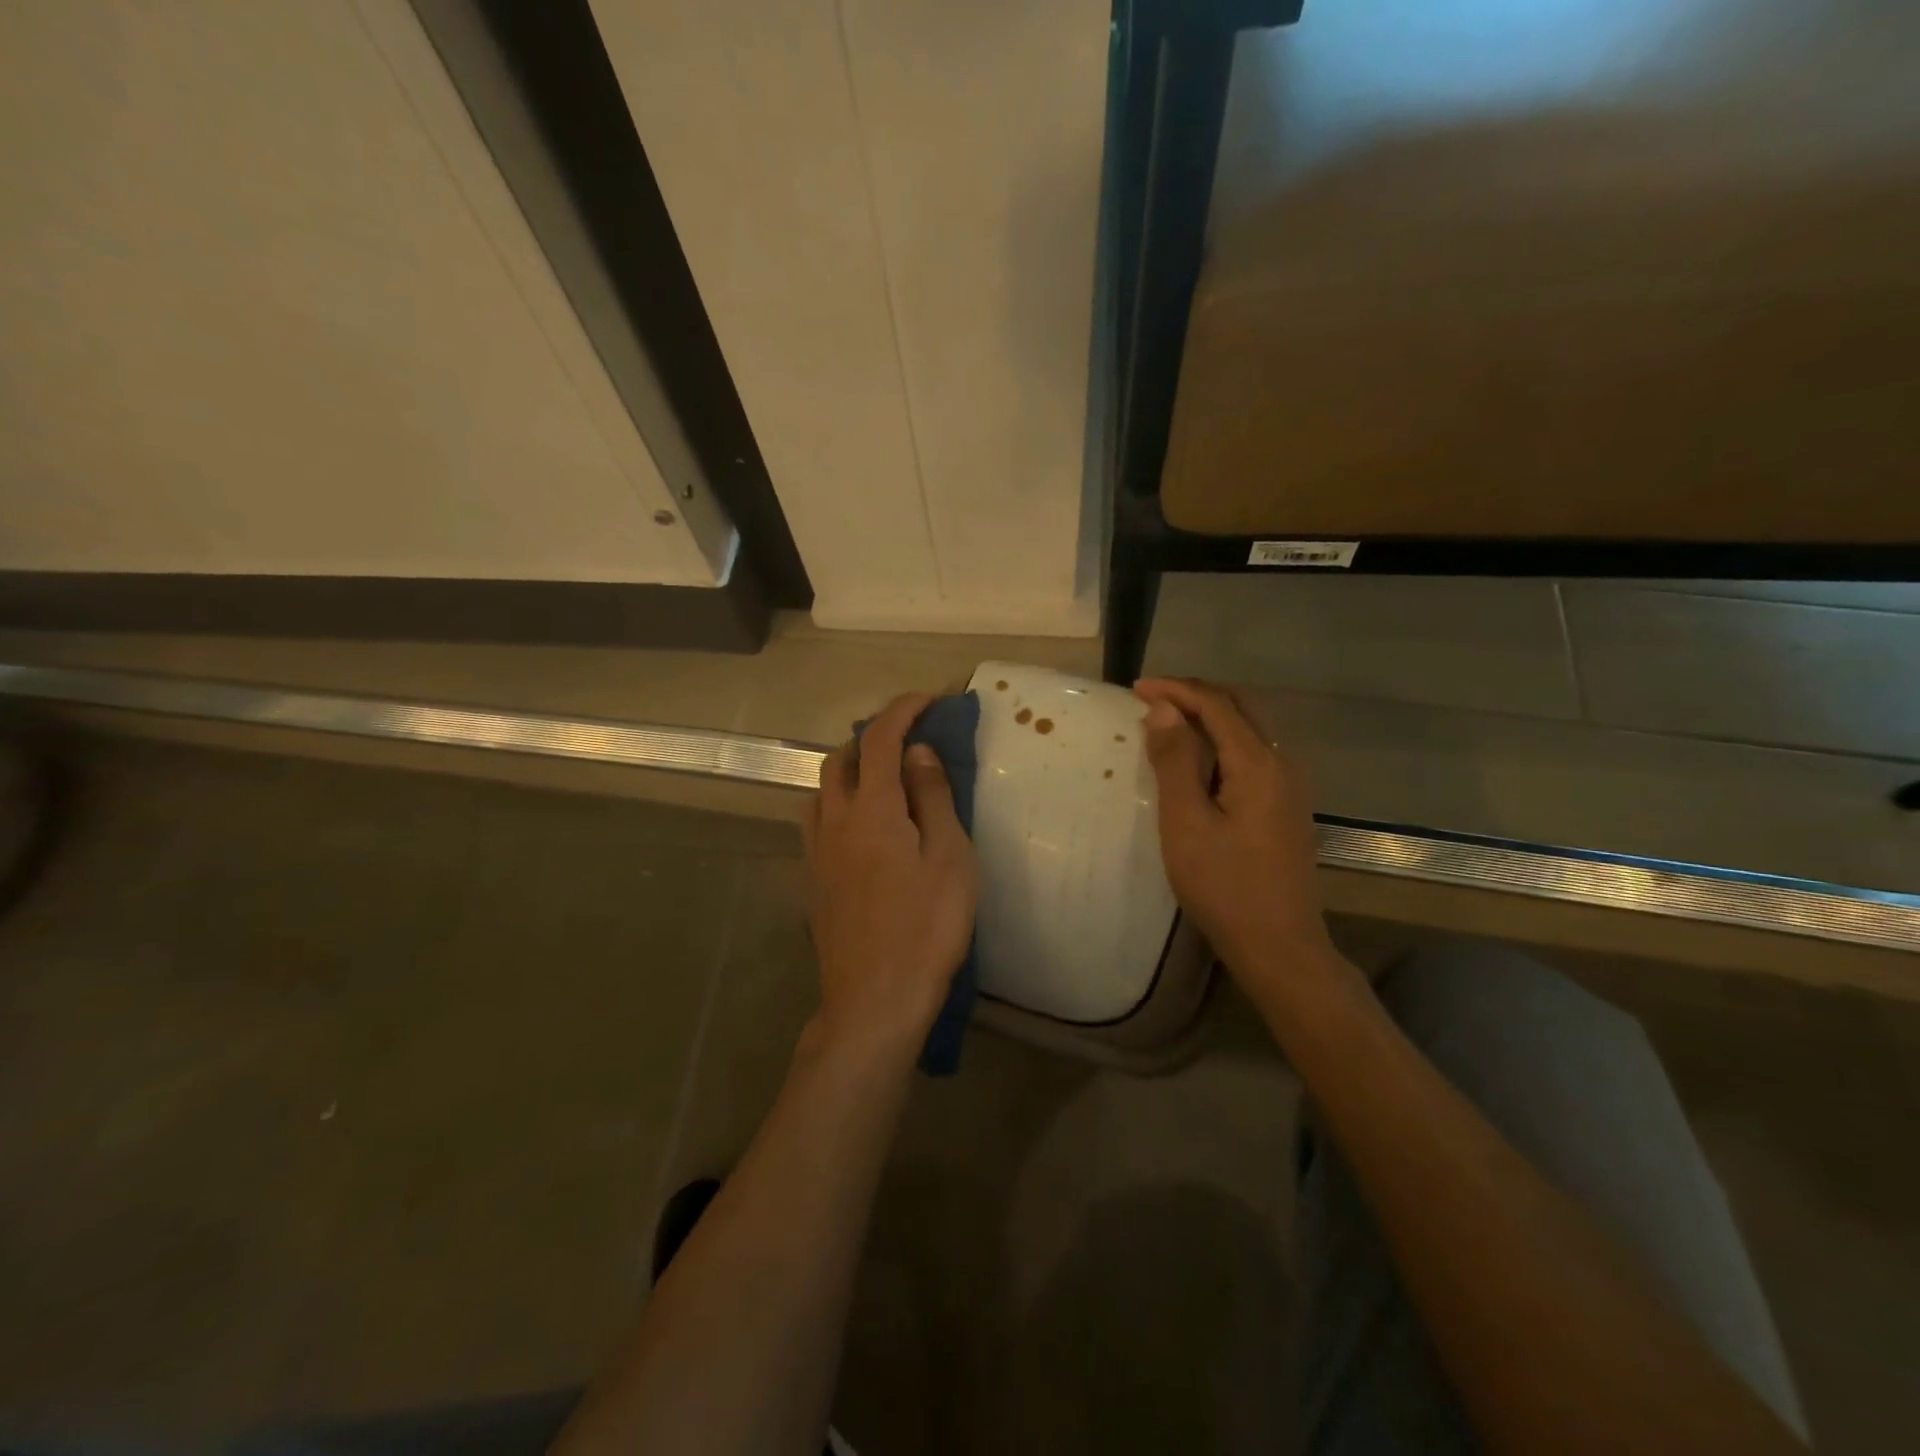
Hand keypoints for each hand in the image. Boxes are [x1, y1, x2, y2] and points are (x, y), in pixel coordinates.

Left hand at [803, 692, 978, 1063]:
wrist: (874, 1001)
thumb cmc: (926, 927)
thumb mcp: (949, 857)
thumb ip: (931, 797)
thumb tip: (917, 752)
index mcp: (871, 809)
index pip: (880, 739)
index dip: (903, 710)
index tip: (929, 700)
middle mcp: (833, 821)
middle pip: (840, 759)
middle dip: (871, 737)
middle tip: (908, 741)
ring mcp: (816, 853)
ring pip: (821, 790)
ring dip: (849, 769)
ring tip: (882, 780)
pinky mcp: (812, 881)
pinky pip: (817, 821)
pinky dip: (838, 803)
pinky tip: (861, 828)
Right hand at [1135, 678, 1355, 1013]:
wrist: (1279, 946)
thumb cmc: (1224, 886)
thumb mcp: (1186, 823)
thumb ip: (1175, 761)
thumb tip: (1164, 709)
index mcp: (1258, 763)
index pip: (1216, 705)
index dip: (1176, 690)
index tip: (1135, 688)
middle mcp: (1282, 764)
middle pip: (1239, 709)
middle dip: (1195, 695)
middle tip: (1151, 698)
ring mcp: (1290, 787)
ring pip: (1249, 731)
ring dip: (1210, 717)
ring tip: (1169, 722)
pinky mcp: (1287, 807)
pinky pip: (1253, 754)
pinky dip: (1222, 742)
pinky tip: (1199, 761)